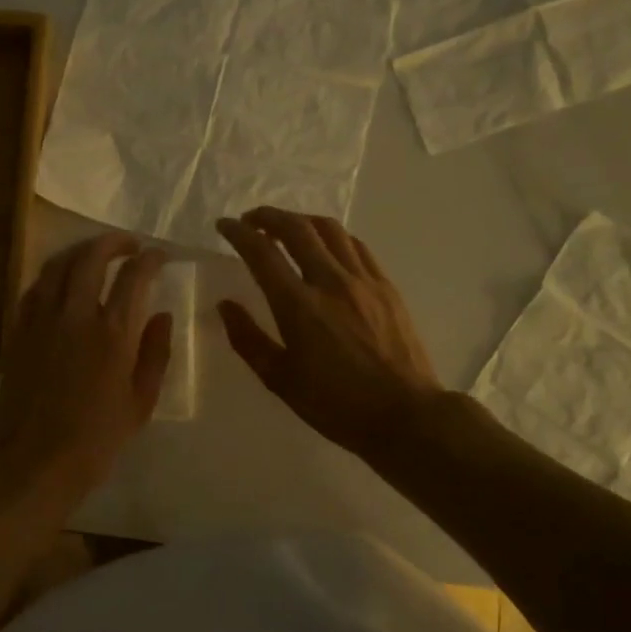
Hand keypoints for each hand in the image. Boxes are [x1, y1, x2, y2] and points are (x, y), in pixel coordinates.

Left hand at [0, 233, 172, 502]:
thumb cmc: (96, 439)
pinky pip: (35, 286)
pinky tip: (62, 280)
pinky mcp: (18, 330)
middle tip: (129, 244)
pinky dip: (53, 274)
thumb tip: (163, 315)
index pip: (134, 276)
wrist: (33, 461)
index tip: (159, 256)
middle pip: (91, 257)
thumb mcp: (141, 403)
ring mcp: (41, 319)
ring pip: (58, 264)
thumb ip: (155, 353)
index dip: (150, 259)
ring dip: (80, 250)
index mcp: (113, 333)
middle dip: (113, 241)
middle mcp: (76, 314)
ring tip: (95, 252)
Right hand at [216, 208, 443, 458]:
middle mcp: (330, 281)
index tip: (225, 225)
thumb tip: (225, 305)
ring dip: (301, 220)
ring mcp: (363, 280)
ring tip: (286, 228)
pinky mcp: (386, 286)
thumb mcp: (280, 380)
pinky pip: (356, 245)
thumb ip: (248, 339)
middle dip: (268, 216)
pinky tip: (326, 246)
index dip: (239, 232)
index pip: (262, 252)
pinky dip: (332, 236)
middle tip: (251, 220)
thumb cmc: (336, 404)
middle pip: (296, 228)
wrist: (405, 415)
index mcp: (298, 306)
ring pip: (329, 229)